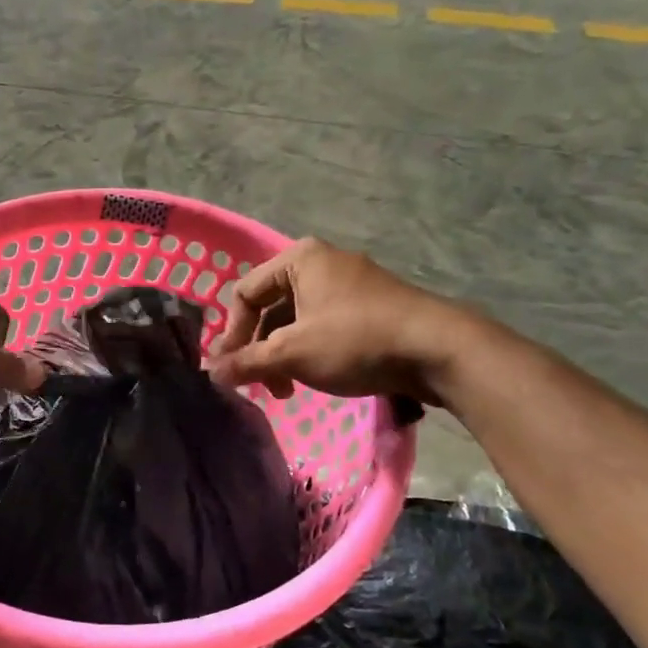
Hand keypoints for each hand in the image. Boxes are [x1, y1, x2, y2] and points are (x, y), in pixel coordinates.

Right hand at [207, 239, 479, 403]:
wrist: (438, 349)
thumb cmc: (354, 340)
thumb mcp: (292, 353)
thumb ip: (246, 362)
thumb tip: (209, 374)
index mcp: (299, 259)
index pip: (244, 293)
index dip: (231, 334)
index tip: (229, 370)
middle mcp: (322, 262)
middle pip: (270, 308)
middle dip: (258, 349)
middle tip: (256, 385)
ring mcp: (350, 282)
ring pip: (296, 320)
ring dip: (282, 355)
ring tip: (285, 389)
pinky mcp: (370, 305)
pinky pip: (323, 324)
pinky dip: (309, 350)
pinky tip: (313, 378)